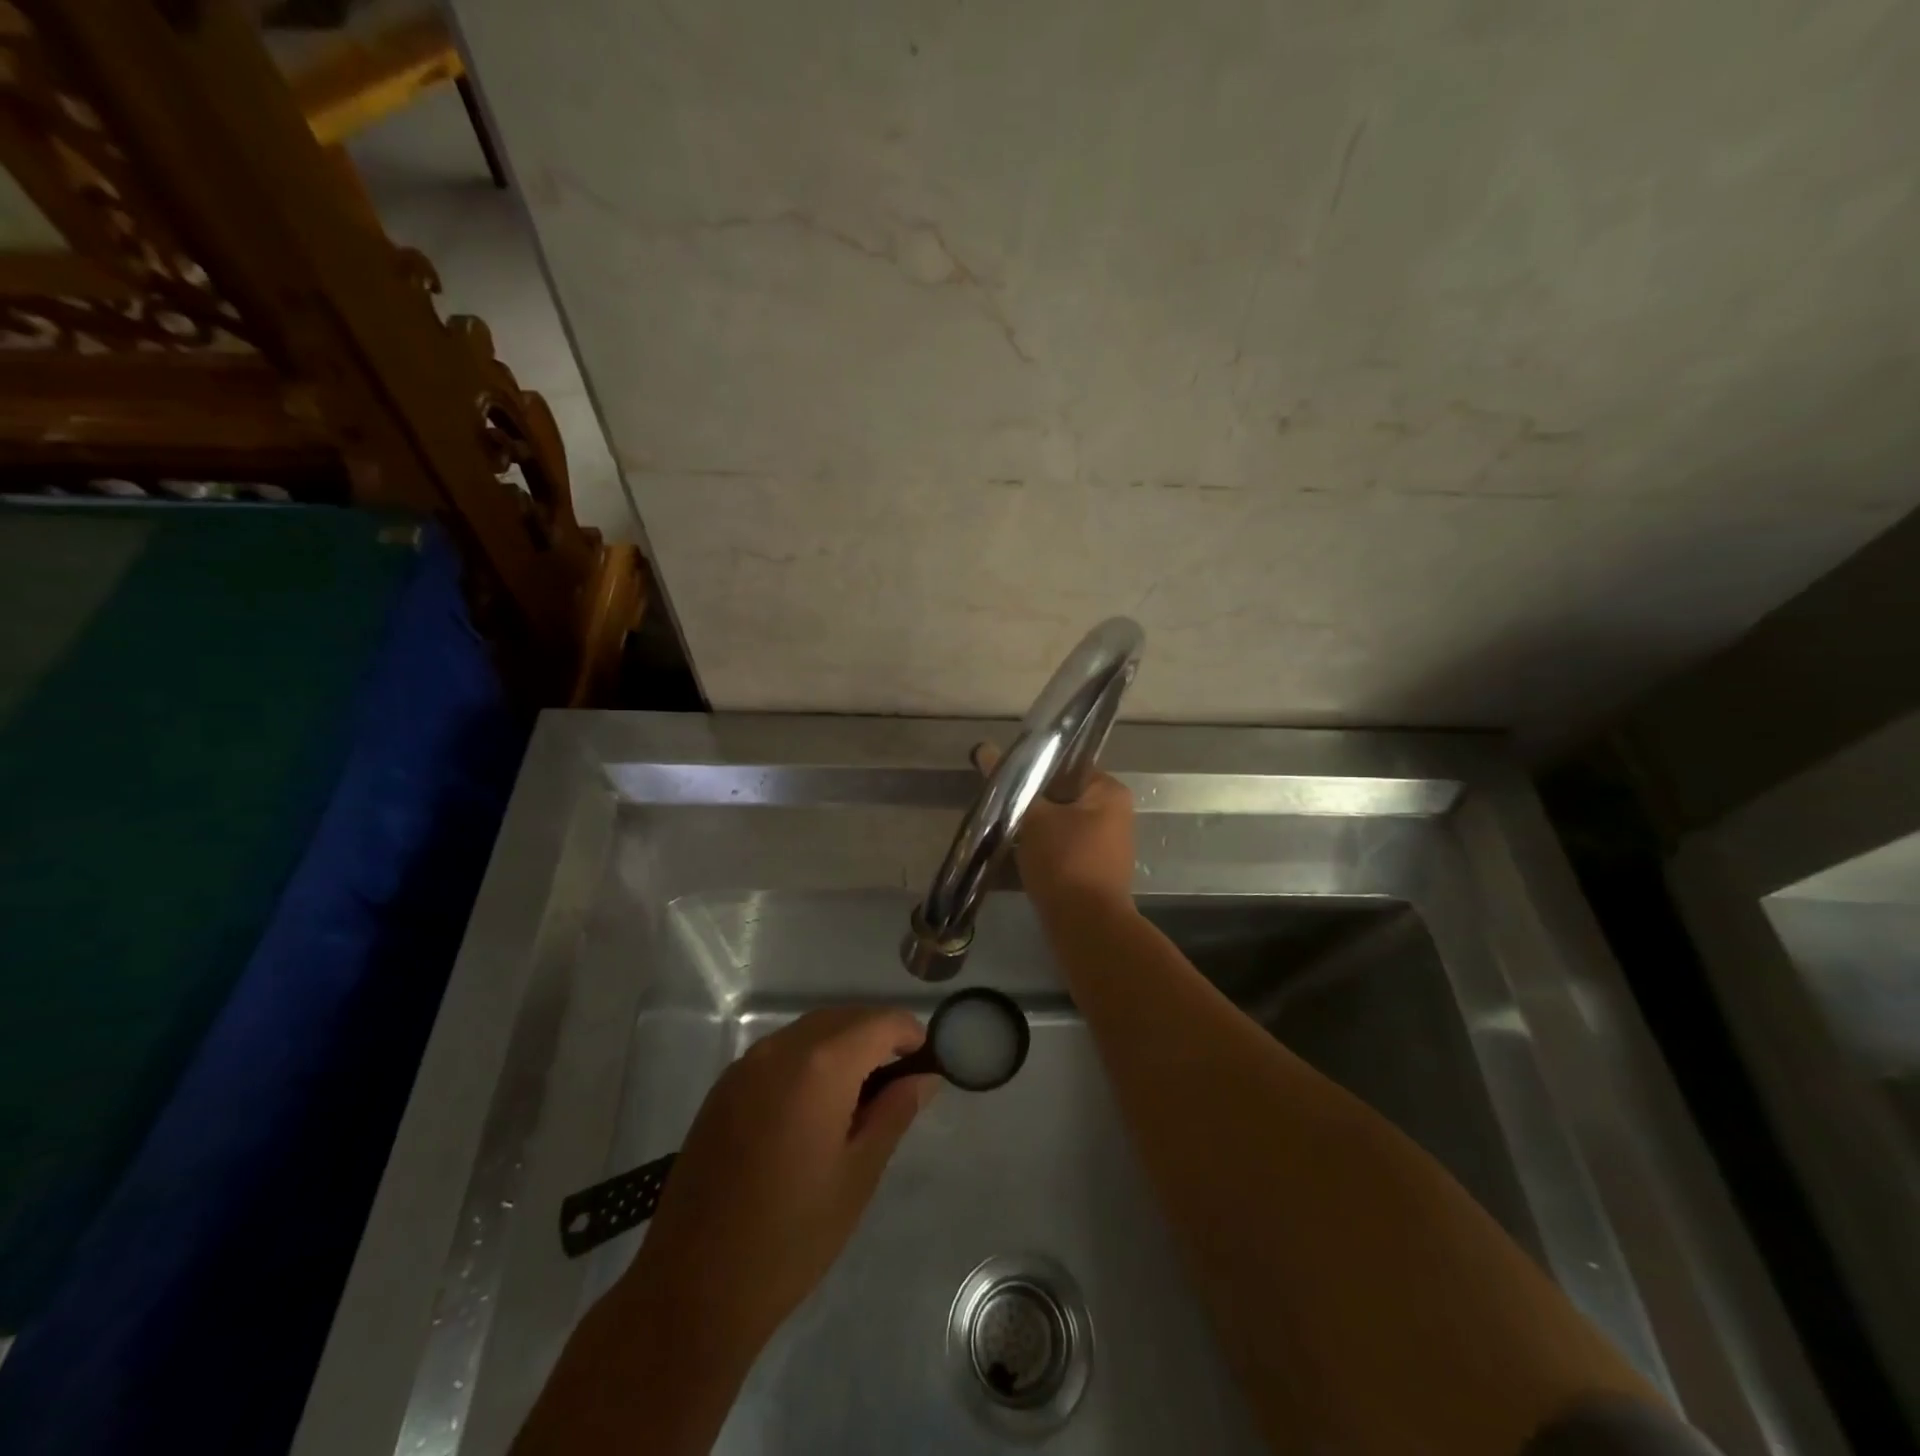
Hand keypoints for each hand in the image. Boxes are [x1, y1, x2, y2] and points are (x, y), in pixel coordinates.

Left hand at [626, 1007, 937, 1369]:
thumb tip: (924, 1077)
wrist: (692, 1288)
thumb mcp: (858, 1175)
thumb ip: (894, 1112)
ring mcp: (746, 1065)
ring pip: (810, 1031)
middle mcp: (780, 1049)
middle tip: (900, 1080)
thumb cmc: (791, 1237)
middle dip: (878, 1036)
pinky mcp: (724, 1087)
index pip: (880, 1022)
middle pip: (844, 1018)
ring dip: (843, 1045)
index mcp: (820, 1066)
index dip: (910, 1034)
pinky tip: (816, 1104)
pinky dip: (809, 1058)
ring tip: (862, 1093)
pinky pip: (780, 1051)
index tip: (926, 1063)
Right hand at [974, 742, 1136, 912]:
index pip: (1068, 764)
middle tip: (1000, 804)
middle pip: (1062, 796)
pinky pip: (1062, 851)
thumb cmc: (1065, 860)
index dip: (1035, 768)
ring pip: (1059, 826)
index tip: (1006, 776)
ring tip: (1001, 829)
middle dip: (1031, 802)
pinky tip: (1013, 856)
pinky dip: (1040, 851)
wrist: (1086, 927)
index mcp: (1109, 792)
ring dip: (1033, 829)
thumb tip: (984, 748)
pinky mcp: (1094, 873)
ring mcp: (1107, 846)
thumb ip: (1010, 783)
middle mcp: (1115, 815)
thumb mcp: (1033, 817)